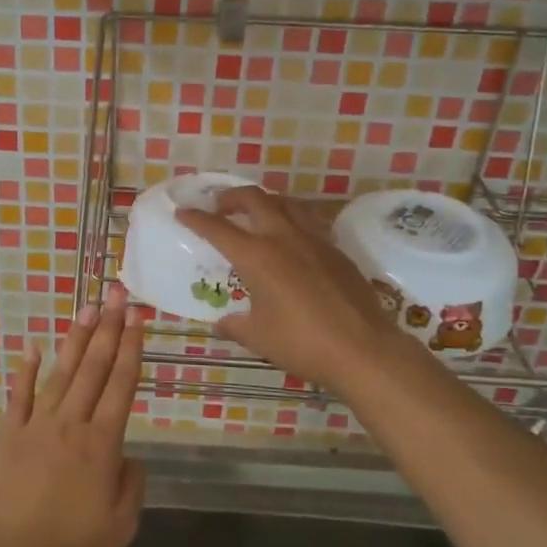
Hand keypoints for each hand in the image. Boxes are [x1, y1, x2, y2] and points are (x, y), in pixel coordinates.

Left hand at [0, 286, 145, 546]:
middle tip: (117, 295)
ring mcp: (36, 425)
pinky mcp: (9, 435)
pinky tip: (34, 348)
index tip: (137, 317)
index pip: (121, 384)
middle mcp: (71, 423)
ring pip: (61, 373)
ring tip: (88, 309)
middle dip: (108, 329)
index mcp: (102, 444)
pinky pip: (19, 396)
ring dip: (76, 339)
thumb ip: (131, 485)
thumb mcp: (120, 527)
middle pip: (93, 368)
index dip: (131, 348)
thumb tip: (128, 456)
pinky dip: (27, 371)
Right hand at [177, 186, 415, 392]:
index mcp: (257, 256)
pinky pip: (308, 222)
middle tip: (220, 207)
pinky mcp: (336, 250)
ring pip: (285, 203)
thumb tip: (221, 323)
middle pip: (254, 199)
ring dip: (264, 202)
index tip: (182, 212)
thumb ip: (235, 325)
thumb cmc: (303, 343)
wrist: (364, 349)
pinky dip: (291, 220)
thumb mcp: (258, 338)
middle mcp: (283, 238)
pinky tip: (291, 241)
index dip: (196, 218)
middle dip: (231, 197)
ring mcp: (314, 240)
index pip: (217, 228)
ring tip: (256, 214)